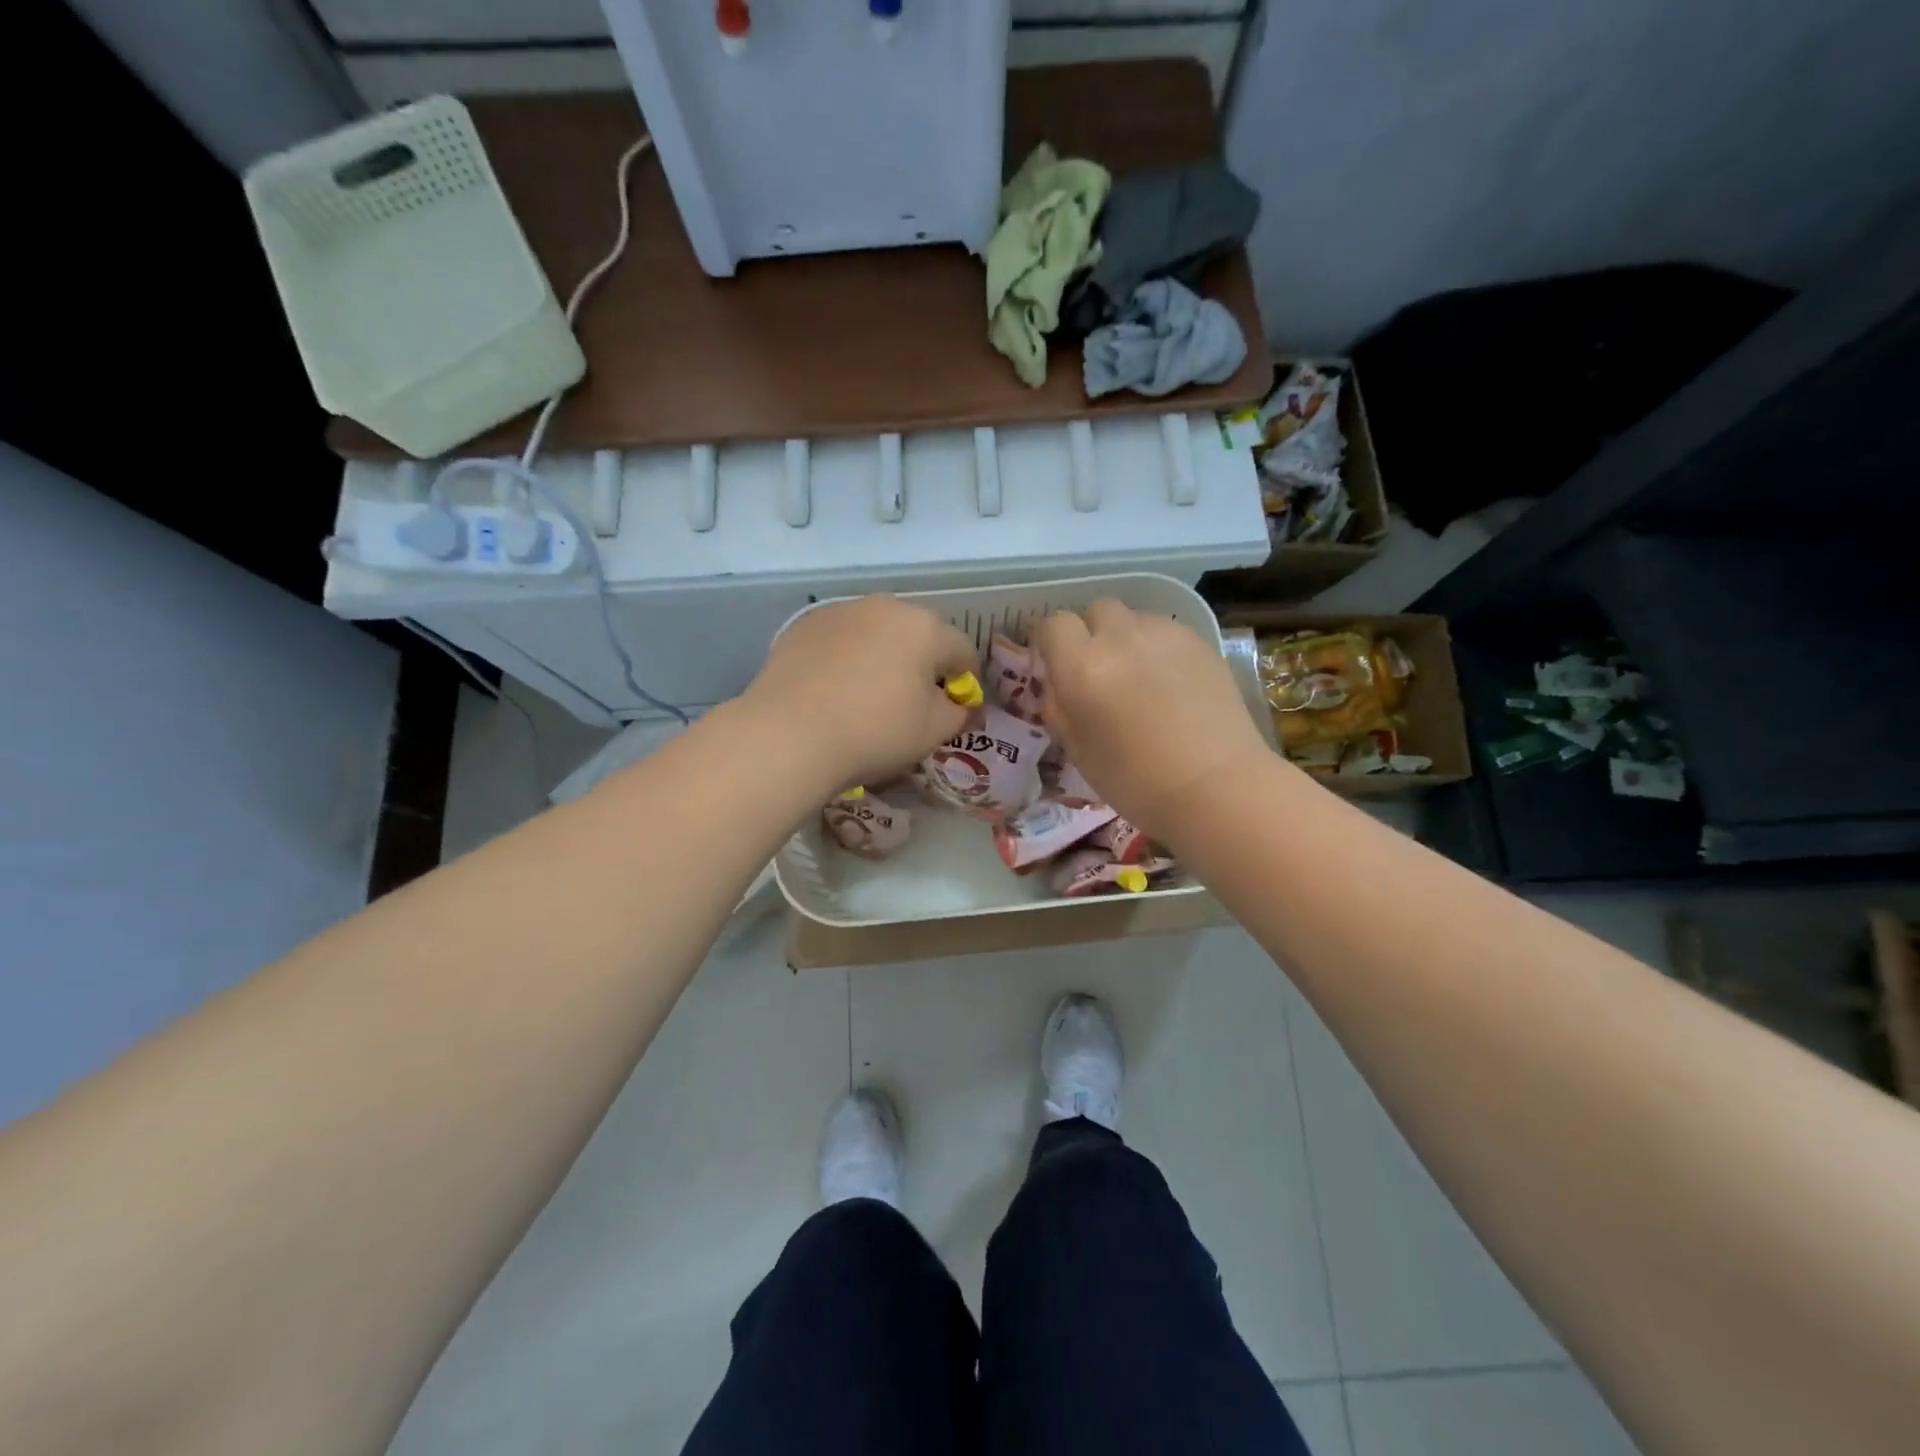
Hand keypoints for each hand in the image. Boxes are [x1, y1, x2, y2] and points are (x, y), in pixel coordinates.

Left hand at [745, 595, 978, 794]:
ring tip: (867, 695)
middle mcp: (885, 607)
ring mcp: (841, 612)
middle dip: (921, 663)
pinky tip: (832, 690)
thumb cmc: (875, 731)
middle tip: (910, 701)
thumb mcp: (932, 732)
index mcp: (926, 628)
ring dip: (882, 656)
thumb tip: (961, 706)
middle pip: (918, 635)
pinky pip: (839, 640)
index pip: (962, 650)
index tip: (954, 706)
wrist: (790, 733)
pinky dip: (845, 659)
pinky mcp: (804, 625)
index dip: (964, 680)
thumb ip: (958, 714)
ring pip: (876, 633)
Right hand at [1033, 600, 1269, 844]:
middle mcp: (1120, 637)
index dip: (1050, 642)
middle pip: (1095, 611)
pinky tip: (1170, 685)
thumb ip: (1058, 706)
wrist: (1216, 787)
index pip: (1052, 624)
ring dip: (1126, 639)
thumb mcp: (1077, 750)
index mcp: (1081, 666)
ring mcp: (1164, 634)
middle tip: (1098, 671)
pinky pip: (1166, 631)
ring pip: (1133, 619)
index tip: (1055, 665)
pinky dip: (1158, 649)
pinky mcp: (1199, 641)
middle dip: (1090, 633)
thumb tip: (1057, 683)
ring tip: (1138, 677)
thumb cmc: (1135, 781)